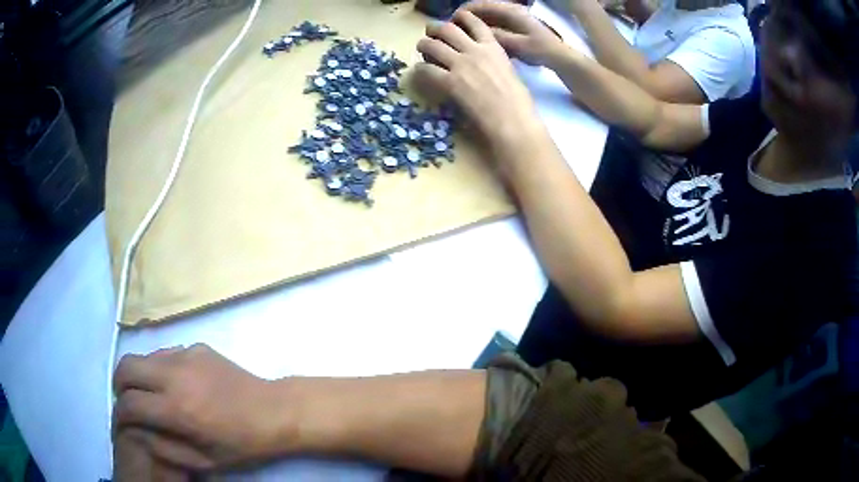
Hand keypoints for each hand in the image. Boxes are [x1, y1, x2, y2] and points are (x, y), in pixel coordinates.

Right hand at [113, 344, 291, 470]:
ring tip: (148, 393)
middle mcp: (174, 375)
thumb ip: (165, 448)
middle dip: (119, 385)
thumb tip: (137, 431)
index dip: (118, 416)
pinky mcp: (197, 347)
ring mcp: (185, 355)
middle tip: (127, 402)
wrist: (275, 411)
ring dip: (137, 374)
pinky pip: (165, 352)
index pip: (129, 404)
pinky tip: (175, 383)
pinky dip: (159, 367)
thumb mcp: (205, 461)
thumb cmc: (242, 444)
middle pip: (125, 367)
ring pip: (143, 356)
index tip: (121, 424)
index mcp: (176, 409)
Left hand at [415, 9, 541, 151]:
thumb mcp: (509, 71)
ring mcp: (460, 65)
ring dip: (424, 45)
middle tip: (430, 33)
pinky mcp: (449, 83)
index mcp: (493, 48)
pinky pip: (426, 69)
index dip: (460, 18)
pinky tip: (423, 72)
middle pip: (447, 29)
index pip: (473, 22)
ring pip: (431, 45)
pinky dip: (422, 69)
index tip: (454, 20)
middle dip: (435, 29)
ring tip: (422, 49)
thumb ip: (493, 60)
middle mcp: (474, 51)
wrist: (513, 121)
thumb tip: (483, 62)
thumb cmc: (518, 102)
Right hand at [461, 1, 564, 66]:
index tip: (449, 24)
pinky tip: (477, 43)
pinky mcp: (514, 27)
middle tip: (453, 33)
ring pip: (487, 17)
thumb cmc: (539, 50)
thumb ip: (495, 36)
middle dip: (465, 19)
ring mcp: (512, 18)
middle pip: (481, 10)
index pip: (479, 5)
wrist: (560, 57)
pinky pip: (494, 25)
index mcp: (509, 11)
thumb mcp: (516, 44)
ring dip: (473, 26)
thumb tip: (473, 33)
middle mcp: (509, 10)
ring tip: (462, 39)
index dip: (462, 13)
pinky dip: (483, 31)